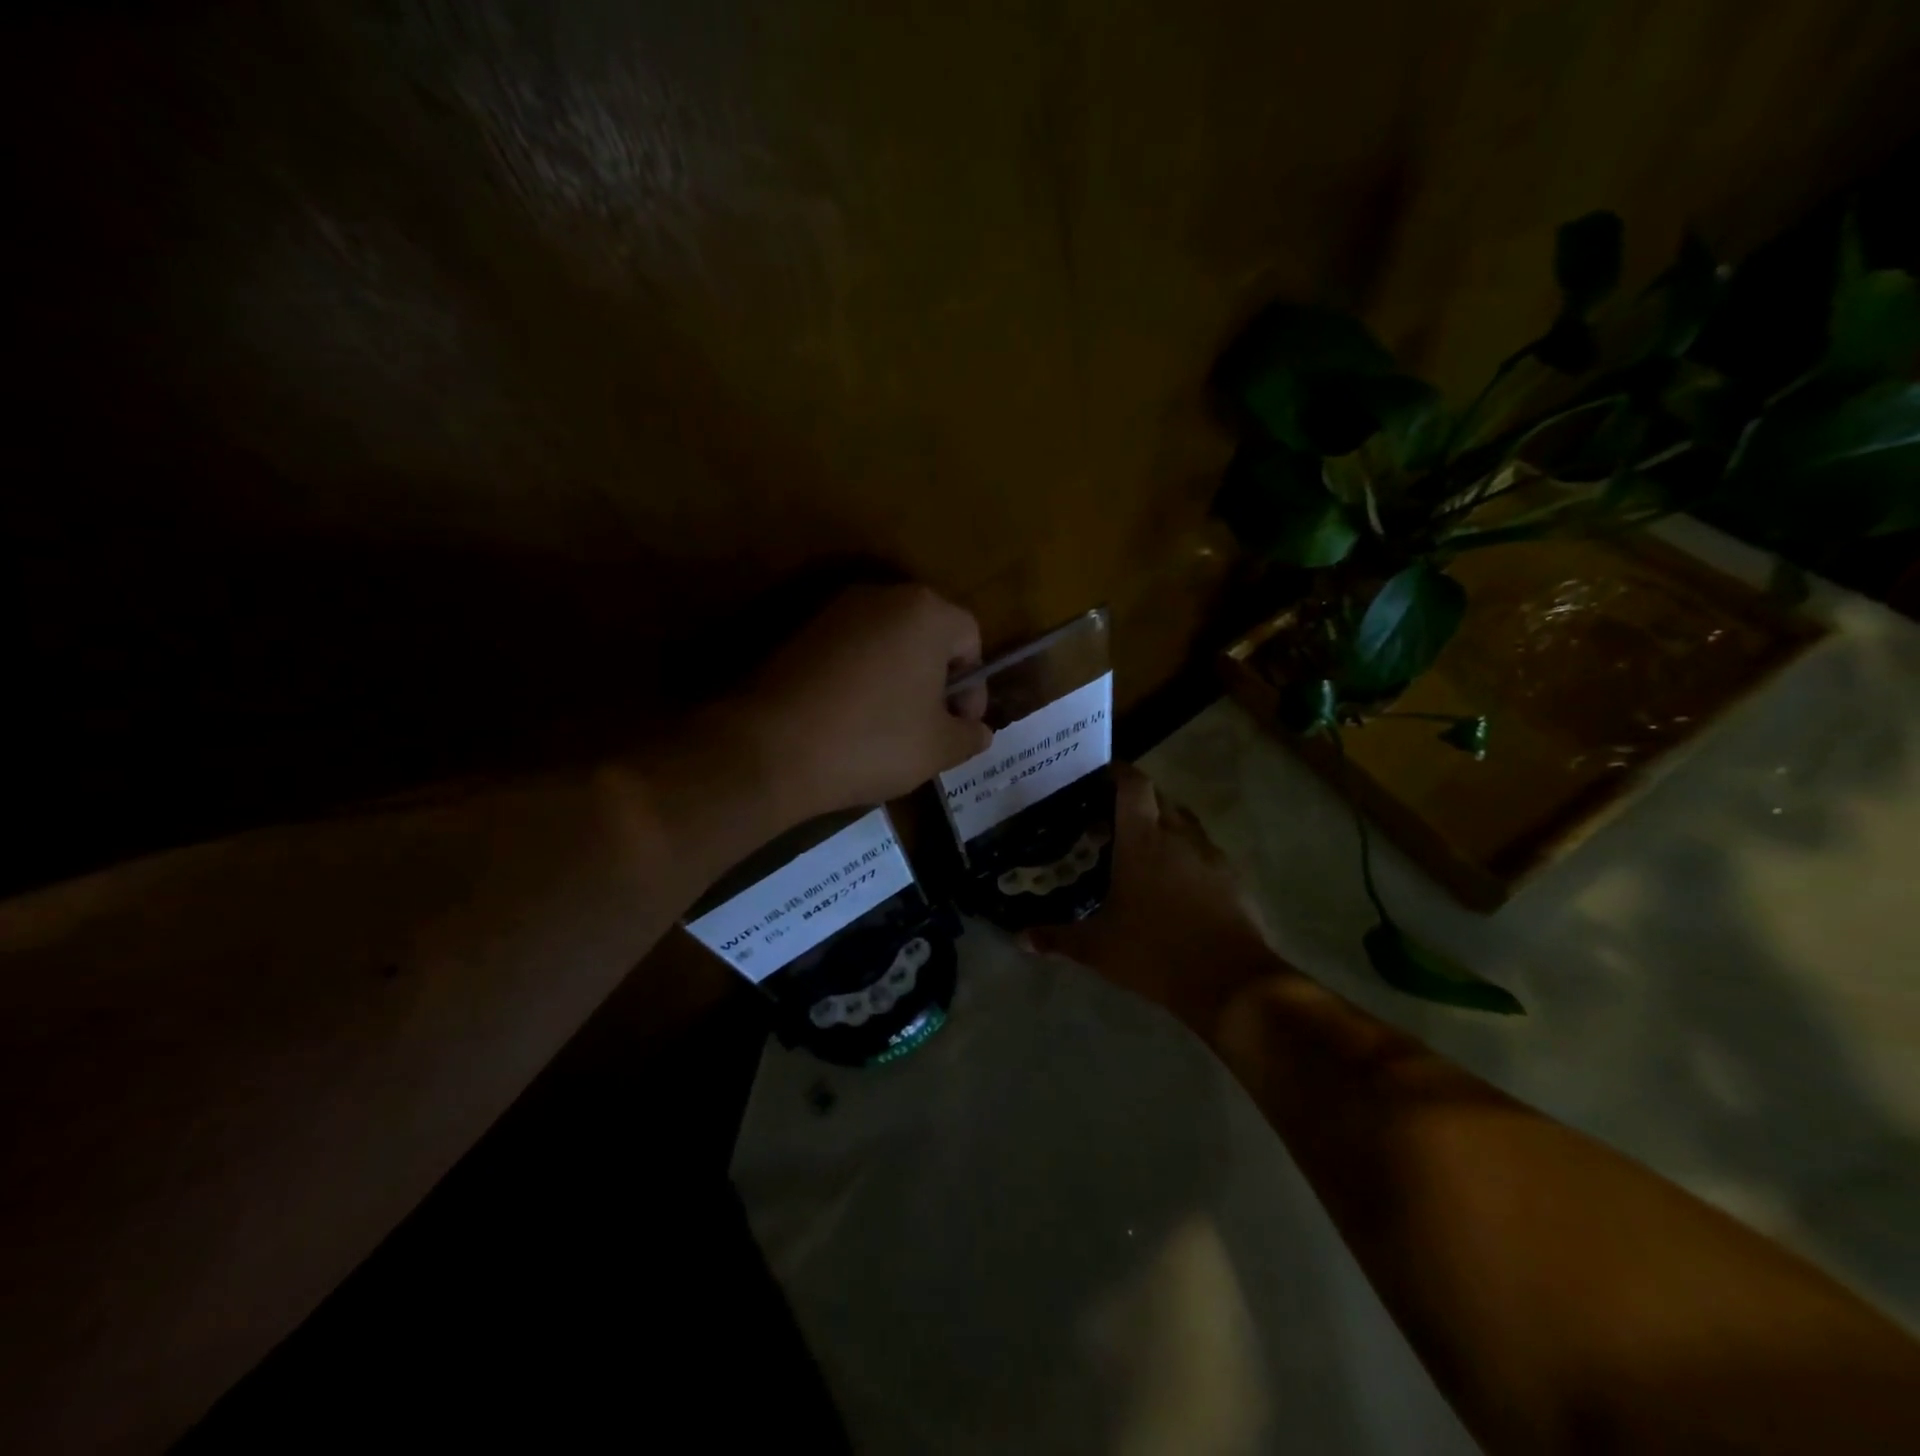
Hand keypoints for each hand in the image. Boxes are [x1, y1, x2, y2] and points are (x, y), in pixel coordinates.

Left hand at [733, 583, 991, 823]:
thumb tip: (978, 731)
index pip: (970, 638)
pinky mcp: (799, 632)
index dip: (974, 686)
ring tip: (890, 728)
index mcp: (925, 612)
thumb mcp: (938, 748)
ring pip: (887, 642)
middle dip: (937, 680)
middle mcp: (881, 597)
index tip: (961, 726)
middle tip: (931, 727)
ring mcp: (834, 611)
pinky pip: (849, 652)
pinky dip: (861, 680)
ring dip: (899, 680)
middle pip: (928, 634)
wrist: (770, 748)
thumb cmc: (872, 741)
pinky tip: (850, 720)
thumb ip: (970, 735)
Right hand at [1022, 763, 1281, 1034]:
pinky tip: (1175, 878)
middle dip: (1138, 799)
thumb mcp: (1098, 948)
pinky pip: (1205, 849)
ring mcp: (1210, 854)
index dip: (1119, 772)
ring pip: (1185, 821)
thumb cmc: (1154, 952)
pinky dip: (1187, 852)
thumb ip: (1057, 938)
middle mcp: (1178, 835)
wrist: (1231, 981)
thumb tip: (1019, 938)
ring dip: (1164, 823)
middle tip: (1112, 816)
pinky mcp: (1233, 876)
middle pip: (1160, 797)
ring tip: (1143, 844)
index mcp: (1143, 839)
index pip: (1133, 785)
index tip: (1101, 775)